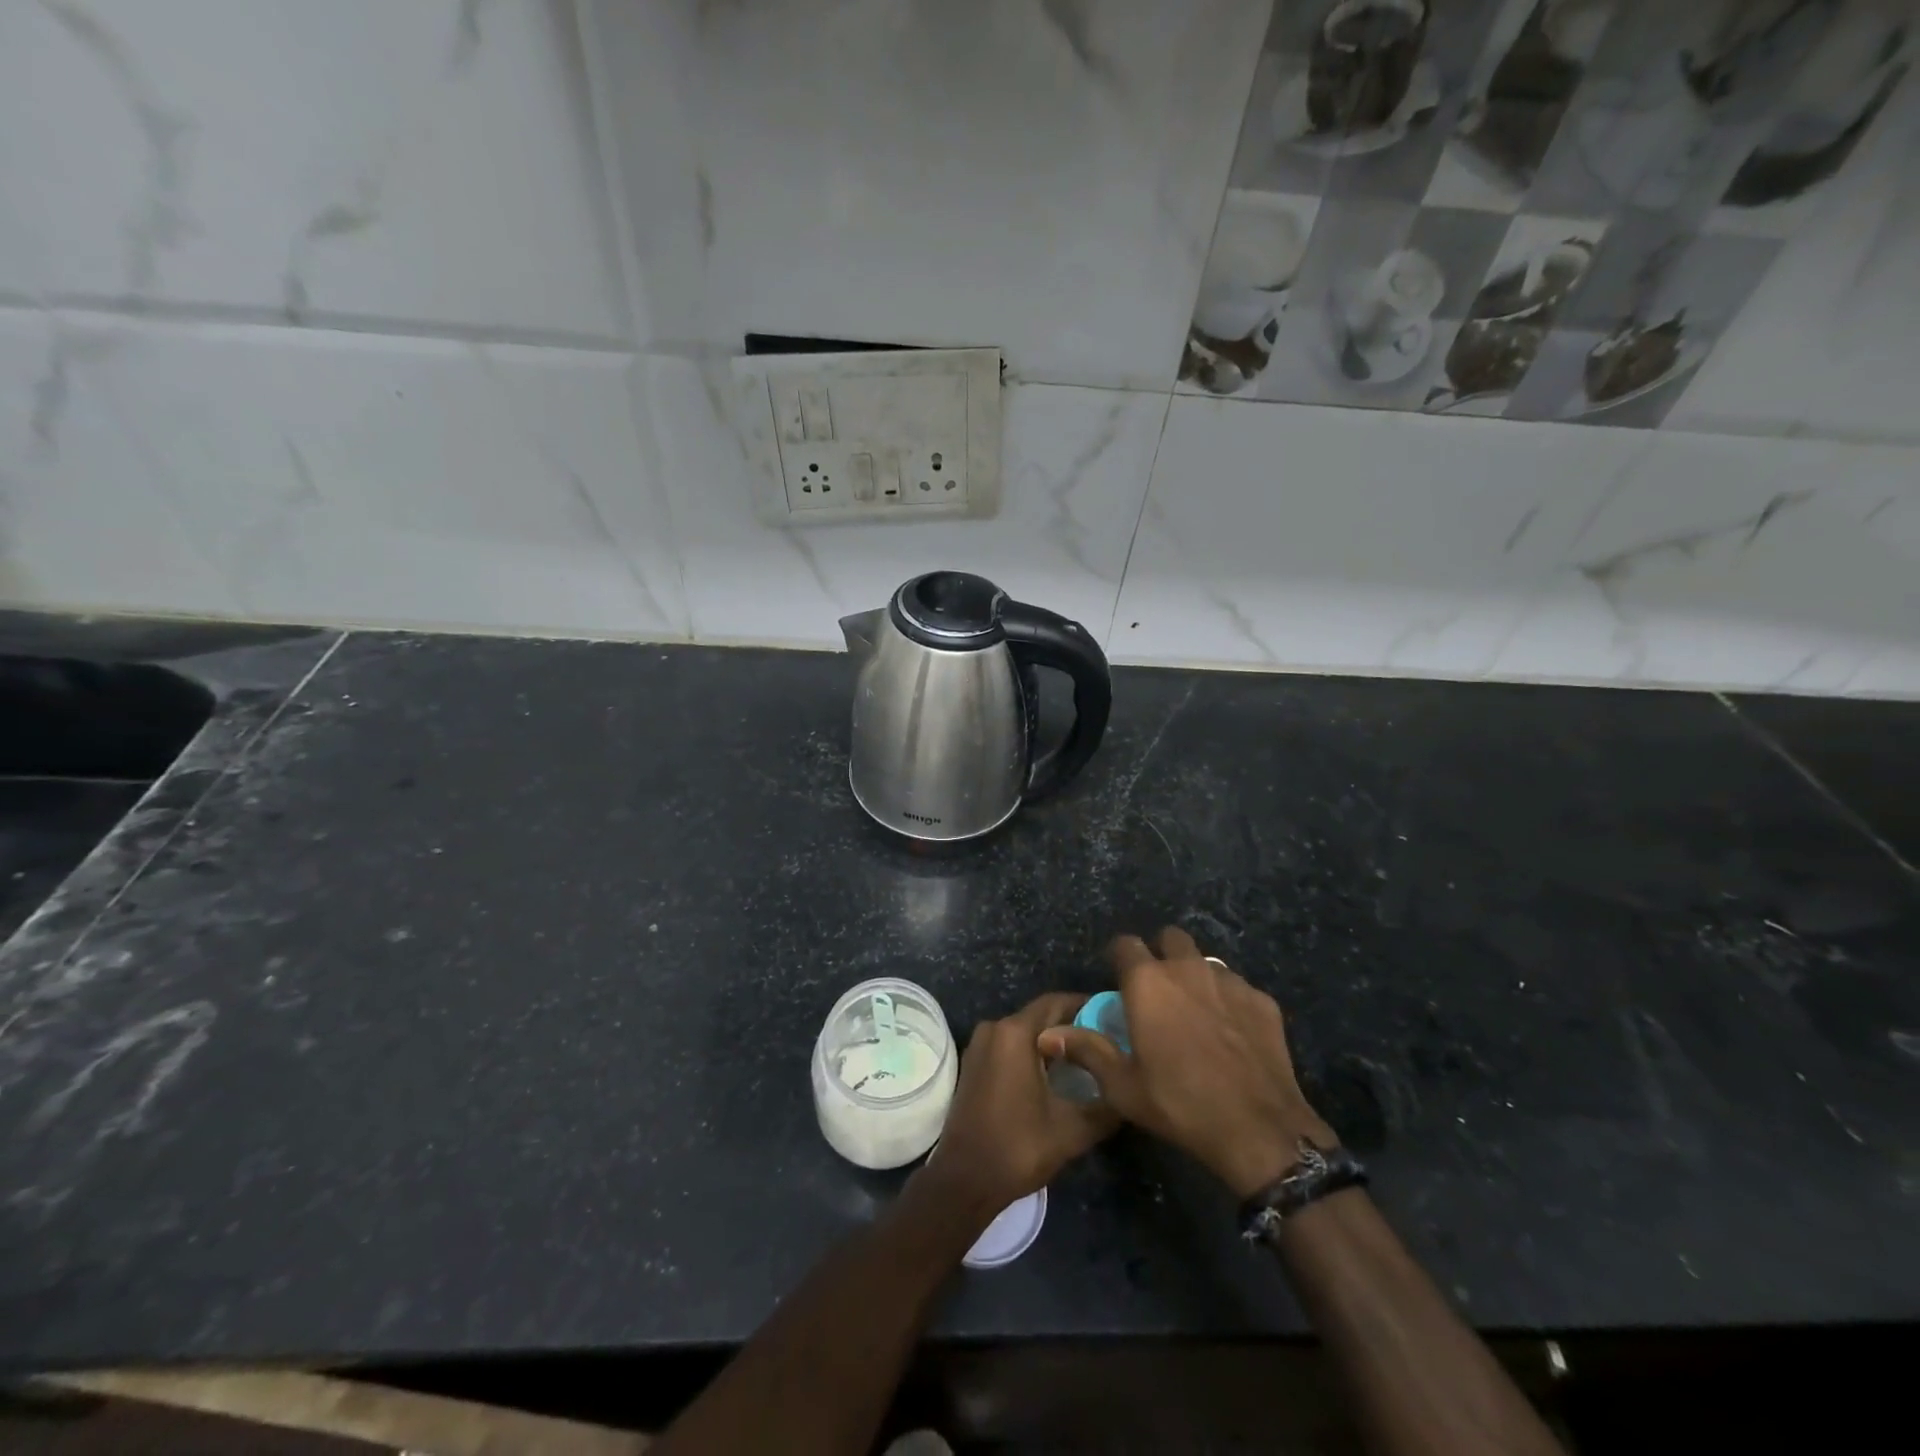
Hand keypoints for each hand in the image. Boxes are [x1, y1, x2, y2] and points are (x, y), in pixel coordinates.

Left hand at [922, 993, 1118, 1217]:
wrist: (964, 1180)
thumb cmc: (1018, 1148)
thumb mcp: (1073, 1130)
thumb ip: (1107, 1105)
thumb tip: (1130, 1091)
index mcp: (1015, 1033)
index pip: (1056, 1002)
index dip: (1086, 1005)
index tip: (1113, 1017)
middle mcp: (994, 1029)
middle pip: (1040, 1016)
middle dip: (1072, 1025)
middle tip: (1106, 1041)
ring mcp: (980, 1046)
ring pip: (1024, 1032)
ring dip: (1052, 1041)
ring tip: (1086, 1058)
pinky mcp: (974, 1064)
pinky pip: (1009, 1046)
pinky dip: (1032, 1053)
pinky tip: (1055, 1073)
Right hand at [1039, 928, 1335, 1197]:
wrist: (1259, 1130)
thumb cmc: (1180, 1104)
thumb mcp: (1123, 1086)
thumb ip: (1086, 1050)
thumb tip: (1047, 1033)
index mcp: (1147, 982)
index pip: (1125, 944)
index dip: (1119, 957)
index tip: (1119, 978)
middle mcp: (1187, 968)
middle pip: (1170, 937)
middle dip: (1161, 953)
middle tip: (1158, 990)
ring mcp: (1229, 981)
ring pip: (1206, 961)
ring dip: (1195, 976)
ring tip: (1195, 1012)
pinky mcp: (1262, 1000)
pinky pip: (1237, 987)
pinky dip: (1228, 1001)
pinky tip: (1231, 1034)